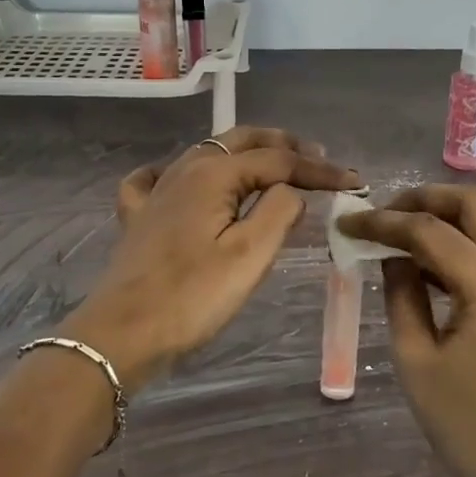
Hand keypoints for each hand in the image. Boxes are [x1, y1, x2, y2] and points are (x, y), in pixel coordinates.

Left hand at [65, 128, 359, 390]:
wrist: (122, 335)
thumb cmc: (192, 298)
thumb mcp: (249, 256)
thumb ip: (279, 211)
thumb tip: (290, 190)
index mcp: (212, 174)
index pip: (277, 160)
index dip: (318, 169)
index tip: (353, 181)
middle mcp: (183, 170)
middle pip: (240, 141)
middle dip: (283, 145)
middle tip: (318, 158)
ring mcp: (156, 191)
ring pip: (206, 153)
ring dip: (244, 154)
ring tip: (273, 167)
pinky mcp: (138, 216)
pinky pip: (158, 178)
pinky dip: (180, 172)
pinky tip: (183, 180)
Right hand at [338, 186, 475, 476]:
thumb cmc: (469, 426)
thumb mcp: (417, 360)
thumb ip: (401, 295)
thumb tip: (391, 256)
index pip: (428, 230)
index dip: (382, 222)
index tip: (346, 221)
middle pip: (473, 203)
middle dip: (424, 199)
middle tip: (384, 215)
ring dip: (447, 216)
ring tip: (402, 236)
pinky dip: (467, 239)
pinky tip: (435, 264)